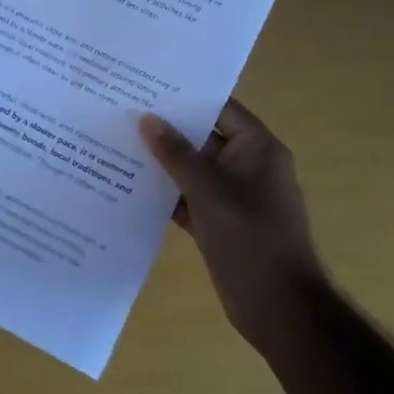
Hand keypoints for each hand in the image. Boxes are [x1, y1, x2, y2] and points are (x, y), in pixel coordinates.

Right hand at [138, 98, 323, 347]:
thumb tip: (146, 119)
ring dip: (161, 163)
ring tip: (116, 144)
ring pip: (192, 169)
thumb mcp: (209, 190)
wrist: (277, 306)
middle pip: (203, 138)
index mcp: (257, 149)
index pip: (220, 109)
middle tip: (122, 112)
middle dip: (166, 129)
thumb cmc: (250, 238)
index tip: (146, 87)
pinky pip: (187, 197)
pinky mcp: (218, 222)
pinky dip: (164, 193)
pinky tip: (127, 186)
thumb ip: (175, 153)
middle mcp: (247, 166)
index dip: (186, 98)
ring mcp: (232, 196)